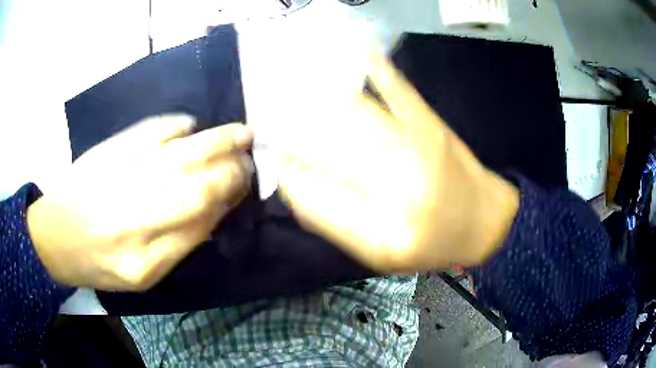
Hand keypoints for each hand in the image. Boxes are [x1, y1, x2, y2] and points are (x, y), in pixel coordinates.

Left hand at [27, 115, 253, 290]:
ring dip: (218, 140)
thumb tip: (216, 210)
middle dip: (231, 169)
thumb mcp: (143, 276)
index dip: (229, 198)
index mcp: (145, 260)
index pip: (200, 221)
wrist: (55, 235)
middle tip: (248, 160)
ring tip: (242, 134)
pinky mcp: (110, 149)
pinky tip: (191, 126)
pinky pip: (153, 129)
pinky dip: (178, 125)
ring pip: (181, 153)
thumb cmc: (99, 263)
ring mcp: (120, 176)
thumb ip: (180, 244)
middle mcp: (134, 217)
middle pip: (196, 185)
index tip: (246, 186)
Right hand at [278, 55, 519, 272]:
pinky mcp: (431, 125)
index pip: (312, 198)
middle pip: (327, 150)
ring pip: (352, 117)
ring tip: (296, 96)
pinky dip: (375, 66)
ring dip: (318, 103)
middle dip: (294, 137)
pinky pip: (397, 89)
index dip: (288, 177)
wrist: (486, 223)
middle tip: (277, 127)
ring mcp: (416, 148)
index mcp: (381, 232)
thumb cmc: (433, 245)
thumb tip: (296, 185)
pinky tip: (357, 48)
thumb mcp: (381, 254)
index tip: (277, 163)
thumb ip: (336, 224)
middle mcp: (397, 187)